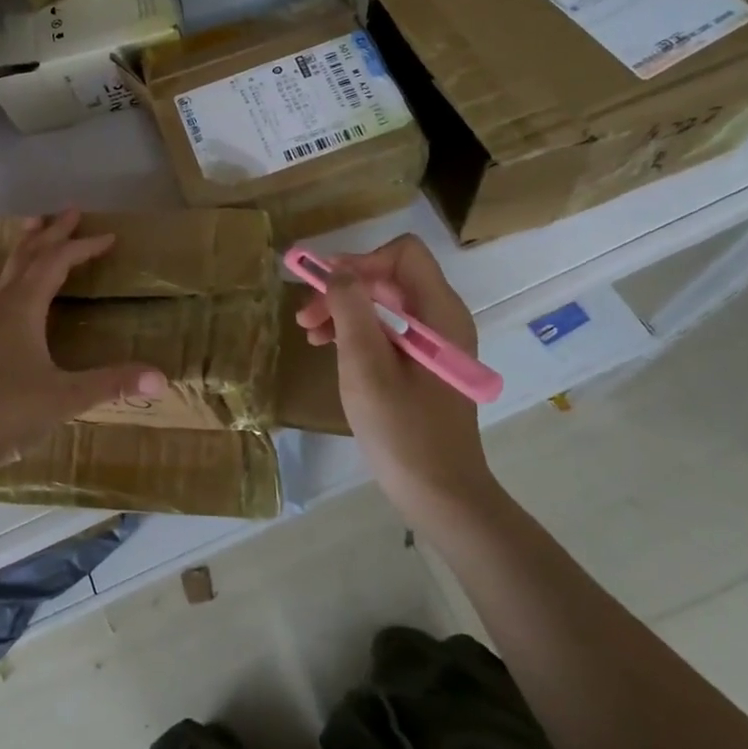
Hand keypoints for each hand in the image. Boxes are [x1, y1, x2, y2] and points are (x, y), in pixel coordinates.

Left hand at [0, 211, 168, 474]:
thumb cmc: (7, 413)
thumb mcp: (66, 398)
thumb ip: (112, 384)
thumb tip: (162, 377)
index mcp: (24, 307)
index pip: (57, 263)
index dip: (83, 247)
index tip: (108, 237)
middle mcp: (0, 305)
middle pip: (28, 256)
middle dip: (52, 233)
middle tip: (70, 211)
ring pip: (3, 271)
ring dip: (22, 247)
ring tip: (31, 225)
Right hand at [294, 235, 495, 510]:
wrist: (440, 495)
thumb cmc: (402, 431)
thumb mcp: (365, 366)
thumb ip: (350, 309)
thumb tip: (336, 270)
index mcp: (439, 313)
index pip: (402, 253)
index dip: (360, 261)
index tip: (323, 287)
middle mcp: (442, 318)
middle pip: (390, 276)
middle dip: (344, 287)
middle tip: (305, 315)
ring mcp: (435, 342)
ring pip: (385, 302)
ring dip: (345, 309)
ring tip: (309, 332)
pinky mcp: (425, 364)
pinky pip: (388, 328)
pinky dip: (357, 330)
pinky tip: (330, 348)